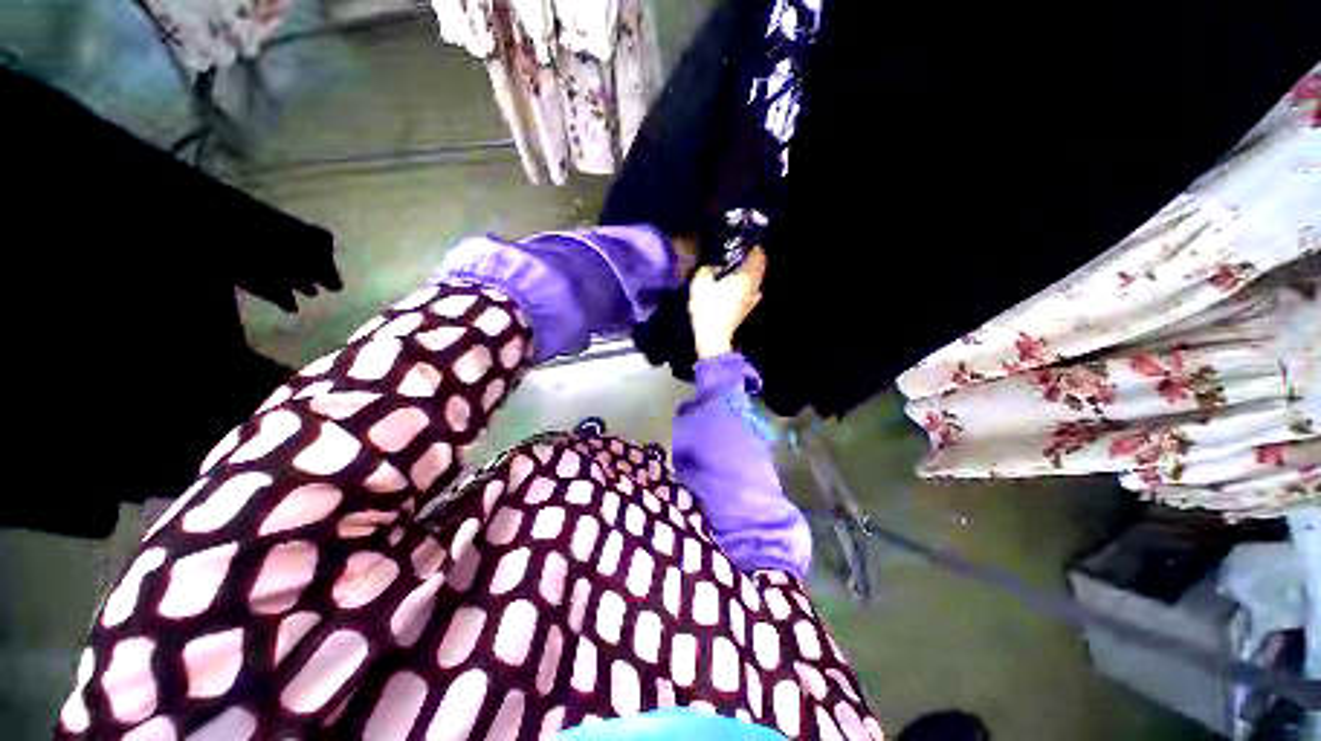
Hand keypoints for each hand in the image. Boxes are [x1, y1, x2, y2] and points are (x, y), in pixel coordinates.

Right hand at [688, 247, 766, 358]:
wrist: (713, 338)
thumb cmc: (708, 309)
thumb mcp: (700, 283)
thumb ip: (707, 269)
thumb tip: (712, 265)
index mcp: (746, 277)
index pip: (758, 255)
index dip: (752, 246)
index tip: (742, 242)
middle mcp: (754, 287)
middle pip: (759, 268)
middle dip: (750, 260)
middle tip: (736, 254)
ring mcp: (752, 300)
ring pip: (755, 281)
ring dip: (748, 274)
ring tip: (733, 270)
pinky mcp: (746, 311)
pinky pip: (751, 293)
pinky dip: (745, 287)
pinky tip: (735, 288)